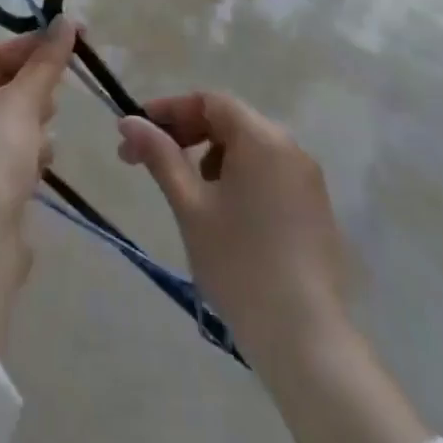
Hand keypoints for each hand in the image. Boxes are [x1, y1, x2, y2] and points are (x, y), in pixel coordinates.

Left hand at [0, 17, 78, 353]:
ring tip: (42, 143)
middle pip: (8, 88)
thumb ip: (47, 61)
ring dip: (36, 127)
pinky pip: (18, 157)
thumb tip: (65, 19)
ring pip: (17, 124)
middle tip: (52, 100)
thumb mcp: (23, 100)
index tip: (72, 42)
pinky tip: (39, 170)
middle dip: (35, 91)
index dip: (34, 47)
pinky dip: (32, 157)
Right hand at [116, 91, 346, 350]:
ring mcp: (306, 180)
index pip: (209, 101)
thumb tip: (129, 121)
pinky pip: (267, 172)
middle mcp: (290, 148)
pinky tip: (221, 212)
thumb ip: (159, 155)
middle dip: (185, 134)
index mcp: (261, 138)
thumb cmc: (239, 264)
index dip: (169, 110)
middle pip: (229, 121)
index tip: (136, 132)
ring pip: (247, 148)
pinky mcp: (314, 208)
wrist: (306, 340)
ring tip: (185, 192)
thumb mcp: (190, 205)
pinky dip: (236, 176)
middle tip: (146, 161)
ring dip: (209, 156)